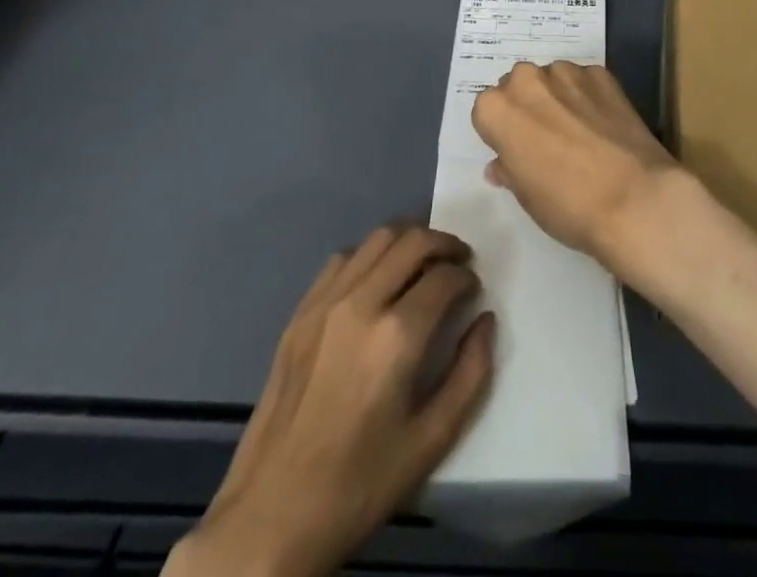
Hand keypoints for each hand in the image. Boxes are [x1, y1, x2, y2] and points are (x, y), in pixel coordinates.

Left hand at [168, 226, 494, 576]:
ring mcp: (325, 304)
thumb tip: (485, 320)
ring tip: (423, 262)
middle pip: (413, 241)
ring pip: (377, 238)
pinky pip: (342, 258)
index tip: (473, 291)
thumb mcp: (431, 440)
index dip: (467, 277)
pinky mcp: (299, 313)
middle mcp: (361, 304)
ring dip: (409, 240)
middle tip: (459, 262)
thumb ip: (471, 373)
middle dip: (445, 244)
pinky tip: (378, 279)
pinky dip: (370, 254)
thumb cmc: (359, 485)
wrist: (271, 518)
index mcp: (397, 336)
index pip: (445, 277)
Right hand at [471, 60, 683, 275]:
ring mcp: (567, 72)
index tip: (518, 151)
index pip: (487, 111)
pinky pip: (585, 81)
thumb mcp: (525, 196)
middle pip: (519, 85)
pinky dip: (588, 96)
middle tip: (546, 138)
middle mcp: (527, 79)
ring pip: (552, 79)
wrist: (633, 197)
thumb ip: (509, 169)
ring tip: (579, 131)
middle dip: (528, 105)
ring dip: (558, 96)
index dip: (502, 132)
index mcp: (497, 109)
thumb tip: (501, 163)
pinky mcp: (602, 73)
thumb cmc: (566, 204)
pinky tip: (603, 124)